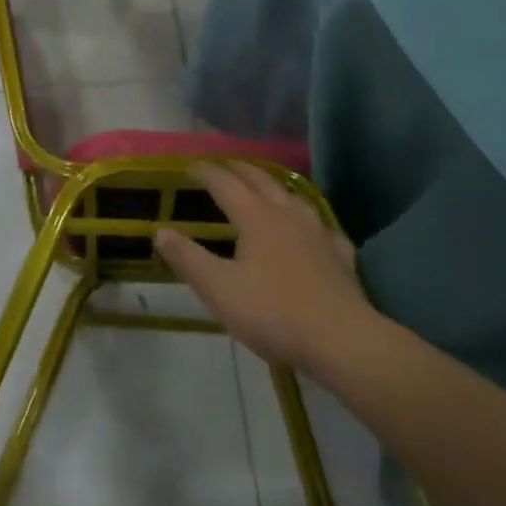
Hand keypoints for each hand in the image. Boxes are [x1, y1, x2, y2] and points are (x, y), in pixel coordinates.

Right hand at [155, 162, 378, 377]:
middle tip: (219, 164)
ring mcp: (318, 232)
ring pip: (291, 195)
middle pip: (259, 180)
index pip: (224, 183)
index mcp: (256, 217)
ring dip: (270, 184)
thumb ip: (187, 258)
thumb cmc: (273, 313)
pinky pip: (319, 223)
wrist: (344, 342)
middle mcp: (287, 214)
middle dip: (236, 168)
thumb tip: (160, 231)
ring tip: (261, 185)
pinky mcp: (340, 255)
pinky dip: (305, 216)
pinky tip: (310, 227)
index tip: (187, 166)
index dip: (204, 172)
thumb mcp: (218, 289)